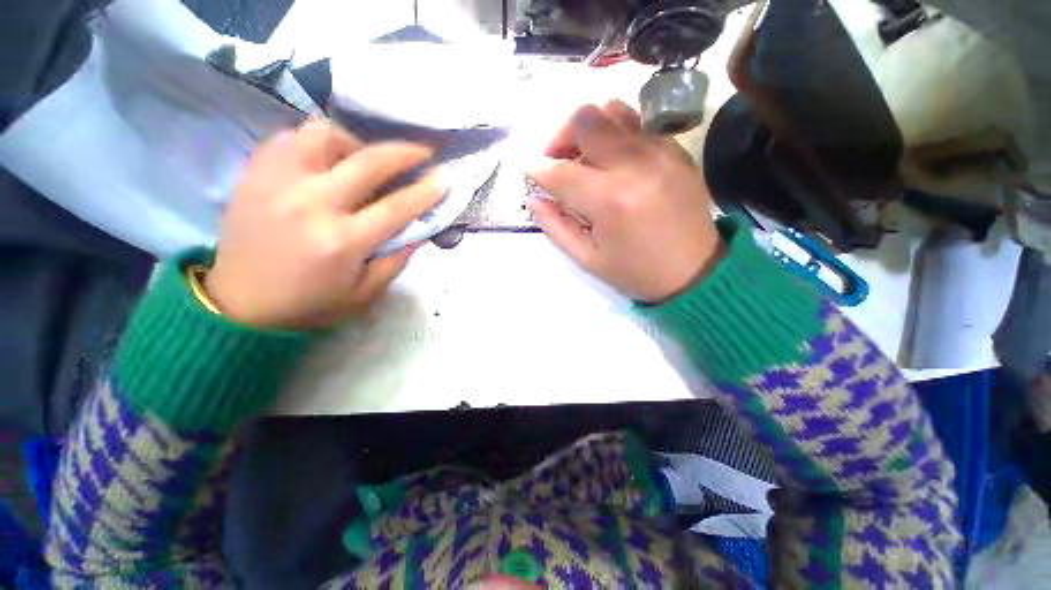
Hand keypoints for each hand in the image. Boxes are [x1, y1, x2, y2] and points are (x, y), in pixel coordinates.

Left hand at [205, 119, 444, 329]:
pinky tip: (326, 160)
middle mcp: (312, 204)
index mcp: (343, 241)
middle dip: (405, 152)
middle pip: (368, 162)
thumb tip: (419, 230)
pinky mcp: (254, 175)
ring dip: (355, 141)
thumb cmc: (311, 304)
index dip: (427, 191)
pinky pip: (289, 138)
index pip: (398, 207)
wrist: (241, 305)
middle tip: (423, 150)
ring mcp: (278, 183)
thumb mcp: (365, 294)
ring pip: (323, 135)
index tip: (444, 178)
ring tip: (364, 157)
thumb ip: (396, 260)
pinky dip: (315, 143)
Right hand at [527, 100, 724, 302]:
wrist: (696, 270)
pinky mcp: (675, 150)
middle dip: (560, 136)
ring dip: (589, 129)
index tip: (531, 174)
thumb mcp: (587, 259)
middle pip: (585, 119)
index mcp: (609, 201)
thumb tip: (534, 197)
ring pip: (612, 110)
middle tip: (558, 160)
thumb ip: (555, 226)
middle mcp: (633, 165)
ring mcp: (659, 151)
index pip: (560, 171)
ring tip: (586, 157)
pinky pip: (638, 124)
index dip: (537, 170)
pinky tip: (615, 161)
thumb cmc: (636, 271)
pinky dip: (616, 134)